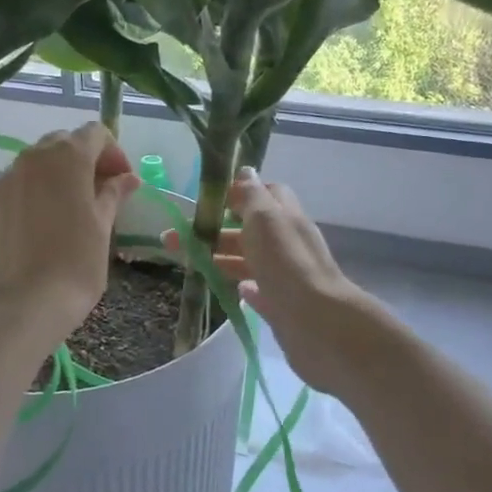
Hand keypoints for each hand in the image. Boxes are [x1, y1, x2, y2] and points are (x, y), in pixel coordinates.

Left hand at [0, 123, 139, 348]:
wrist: (21, 305)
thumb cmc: (76, 264)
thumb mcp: (103, 228)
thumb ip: (113, 195)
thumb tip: (126, 179)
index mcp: (67, 158)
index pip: (95, 133)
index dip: (113, 153)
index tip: (123, 183)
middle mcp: (31, 159)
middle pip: (61, 144)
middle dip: (83, 161)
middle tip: (99, 194)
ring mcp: (3, 181)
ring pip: (34, 166)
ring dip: (55, 178)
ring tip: (68, 212)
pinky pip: (13, 190)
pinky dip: (30, 198)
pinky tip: (38, 230)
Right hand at [169, 168, 374, 396]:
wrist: (316, 321)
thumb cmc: (286, 262)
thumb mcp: (264, 218)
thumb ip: (252, 195)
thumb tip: (245, 170)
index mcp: (285, 217)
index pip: (265, 194)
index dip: (238, 193)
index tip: (208, 200)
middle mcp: (287, 242)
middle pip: (249, 229)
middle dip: (214, 230)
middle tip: (175, 238)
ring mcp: (285, 275)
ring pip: (249, 259)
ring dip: (220, 257)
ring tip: (188, 263)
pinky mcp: (281, 304)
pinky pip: (258, 290)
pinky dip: (242, 284)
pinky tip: (228, 287)